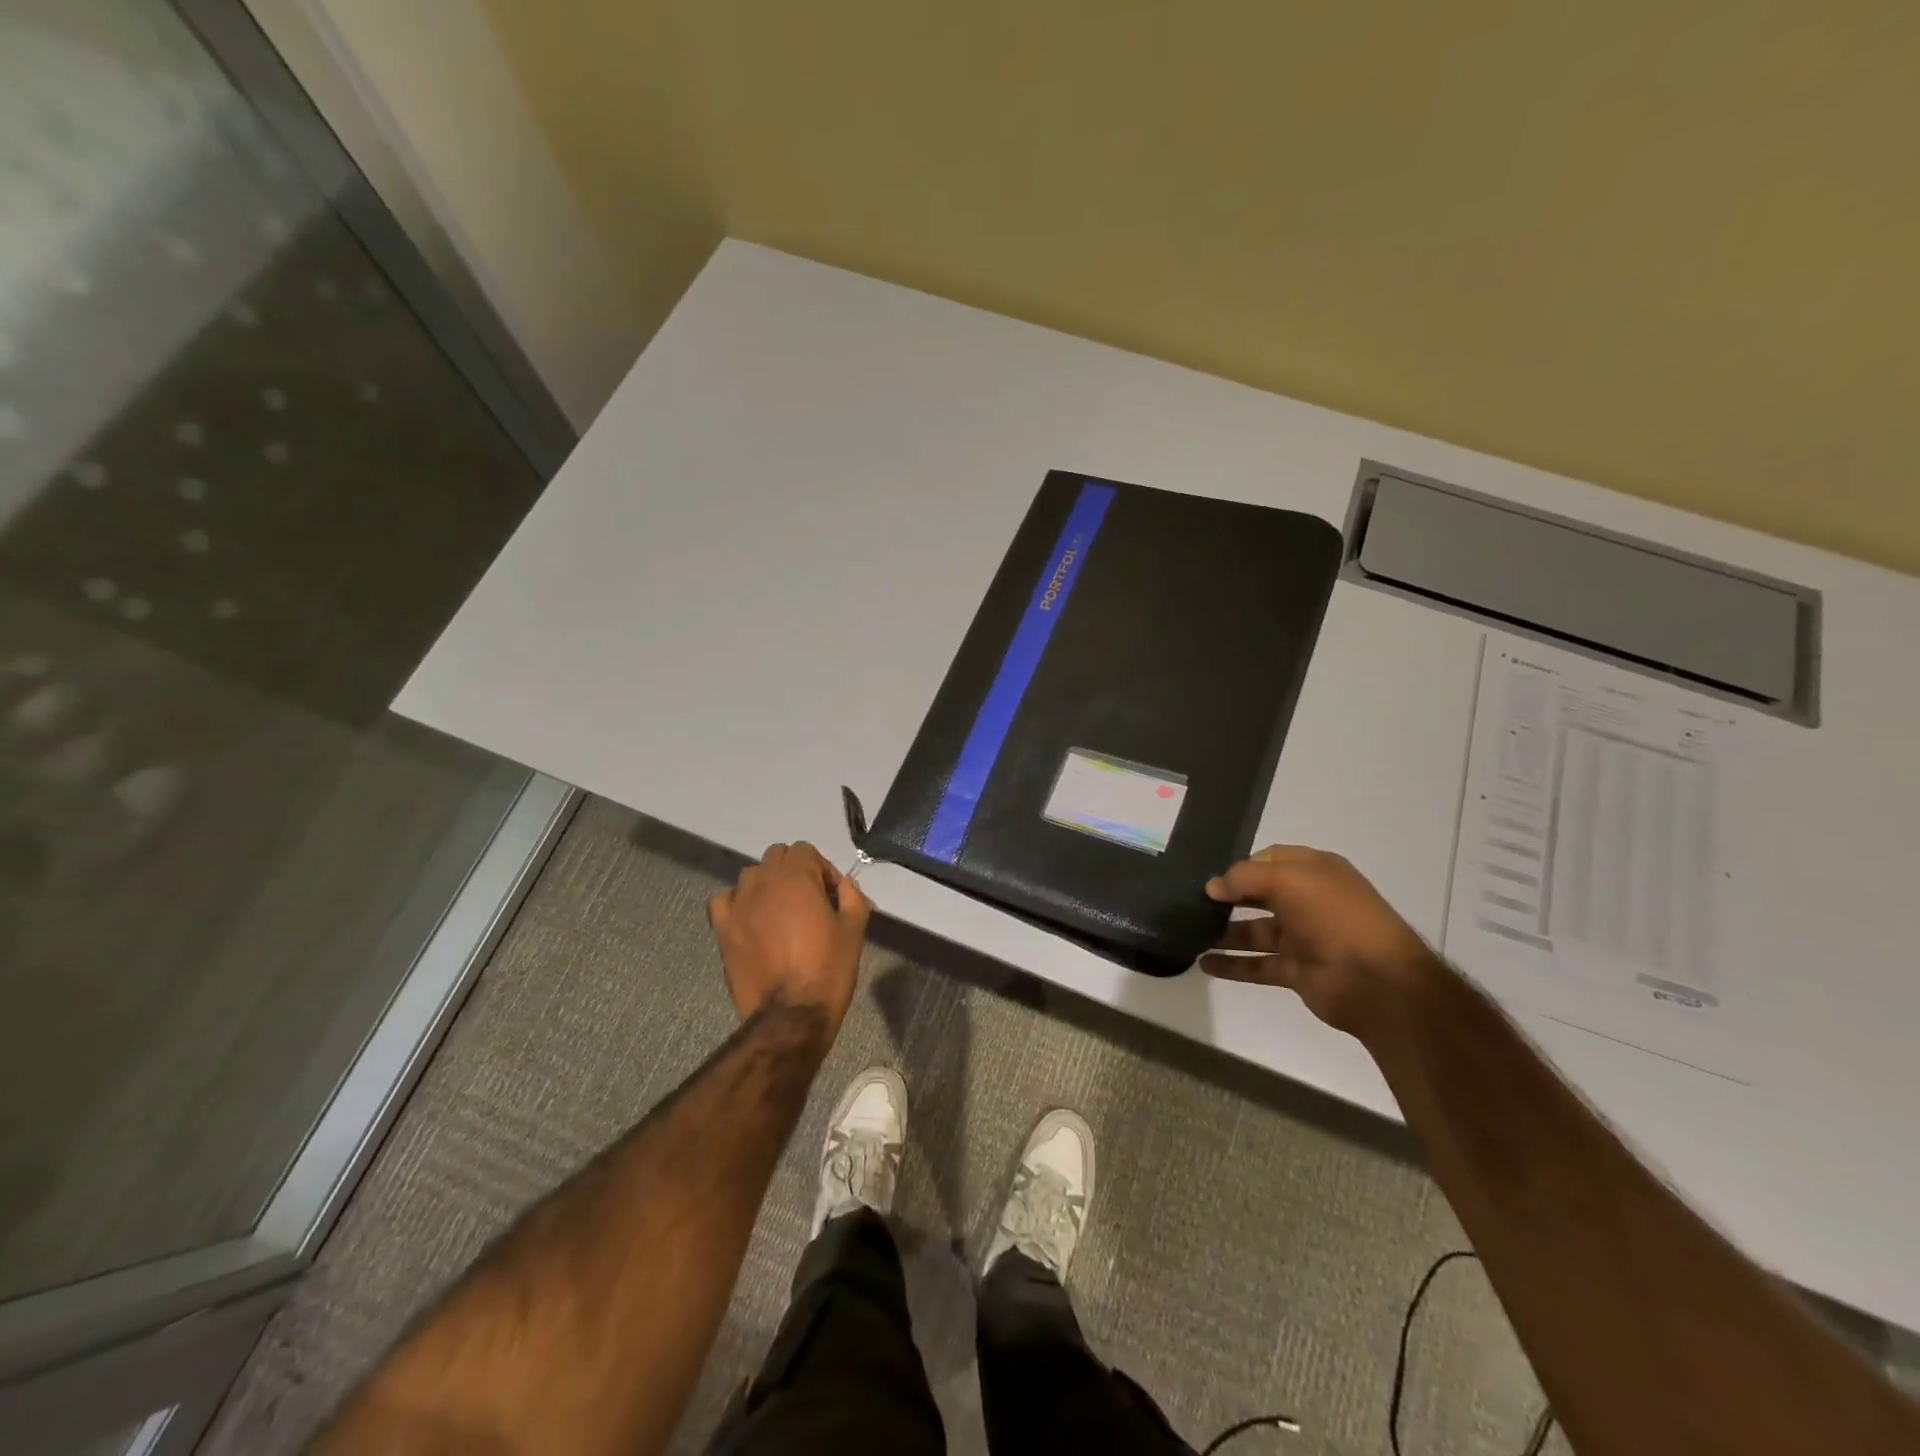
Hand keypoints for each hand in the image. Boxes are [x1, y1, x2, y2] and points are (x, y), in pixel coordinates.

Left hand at [708, 842, 869, 1033]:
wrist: (791, 1015)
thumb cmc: (828, 969)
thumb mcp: (854, 928)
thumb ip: (852, 896)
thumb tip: (844, 885)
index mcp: (796, 878)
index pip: (805, 850)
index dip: (822, 868)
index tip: (833, 894)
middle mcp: (763, 882)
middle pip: (777, 856)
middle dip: (795, 870)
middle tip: (810, 900)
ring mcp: (738, 905)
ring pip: (751, 875)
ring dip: (768, 883)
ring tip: (781, 910)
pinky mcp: (723, 928)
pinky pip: (724, 899)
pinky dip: (737, 902)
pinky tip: (751, 918)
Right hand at [1200, 845, 1436, 1037]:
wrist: (1377, 980)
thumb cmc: (1334, 916)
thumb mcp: (1288, 879)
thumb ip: (1244, 877)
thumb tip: (1213, 886)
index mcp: (1315, 871)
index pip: (1270, 860)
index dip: (1240, 866)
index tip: (1210, 877)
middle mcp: (1309, 901)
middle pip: (1260, 895)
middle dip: (1229, 898)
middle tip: (1192, 903)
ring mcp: (1303, 938)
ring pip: (1254, 931)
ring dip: (1224, 932)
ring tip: (1190, 933)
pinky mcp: (1297, 971)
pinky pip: (1257, 965)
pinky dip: (1232, 965)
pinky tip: (1203, 963)